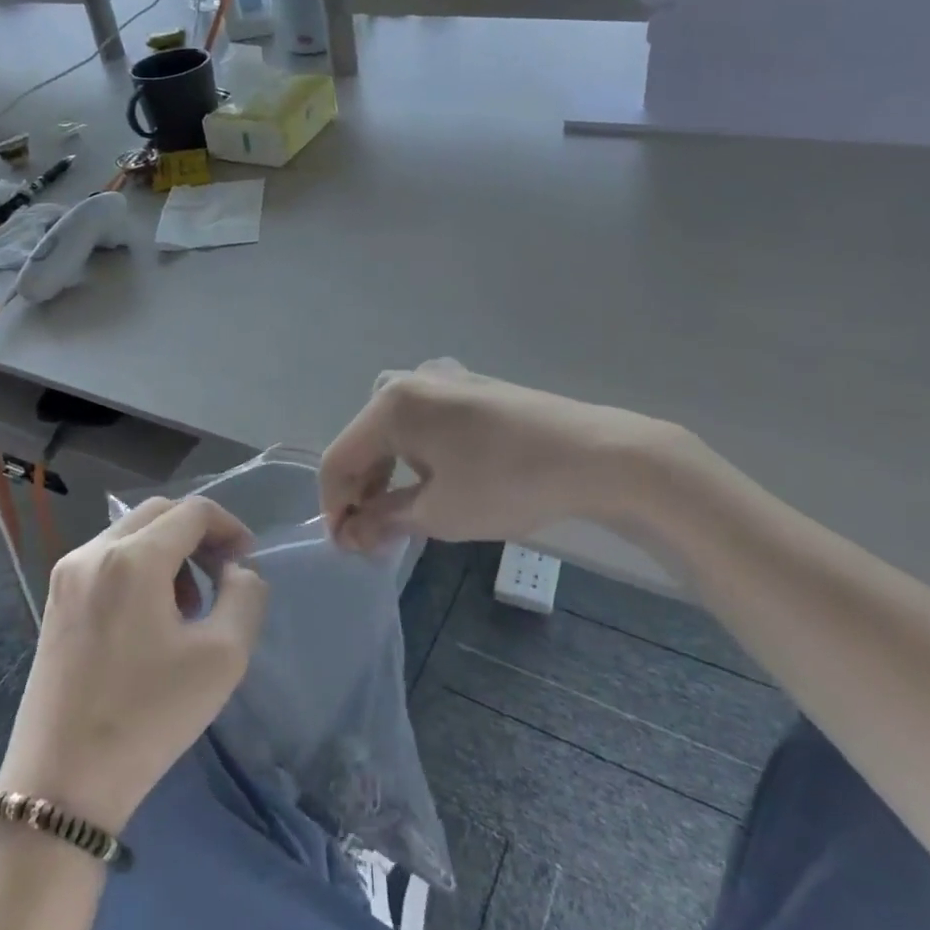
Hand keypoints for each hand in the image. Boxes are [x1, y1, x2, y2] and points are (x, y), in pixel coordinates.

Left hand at [0, 496, 265, 834]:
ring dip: (169, 550)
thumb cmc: (148, 718)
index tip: (246, 561)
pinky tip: (152, 616)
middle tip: (223, 574)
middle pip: (159, 513)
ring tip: (190, 604)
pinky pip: (107, 558)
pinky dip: (140, 566)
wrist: (61, 785)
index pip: (193, 511)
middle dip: (199, 534)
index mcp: (134, 558)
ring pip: (131, 532)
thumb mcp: (223, 657)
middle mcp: (94, 552)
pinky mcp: (55, 600)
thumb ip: (245, 596)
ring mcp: (68, 575)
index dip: (230, 526)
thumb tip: (236, 570)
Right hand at [320, 358, 682, 550]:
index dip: (334, 506)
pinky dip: (416, 457)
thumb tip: (351, 533)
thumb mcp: (440, 512)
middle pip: (364, 442)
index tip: (346, 548)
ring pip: (393, 432)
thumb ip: (384, 519)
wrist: (594, 455)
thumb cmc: (506, 482)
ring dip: (388, 475)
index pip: (339, 459)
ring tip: (402, 516)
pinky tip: (435, 484)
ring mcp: (443, 381)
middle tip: (373, 538)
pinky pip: (424, 424)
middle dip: (362, 492)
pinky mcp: (470, 389)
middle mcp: (410, 382)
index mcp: (391, 405)